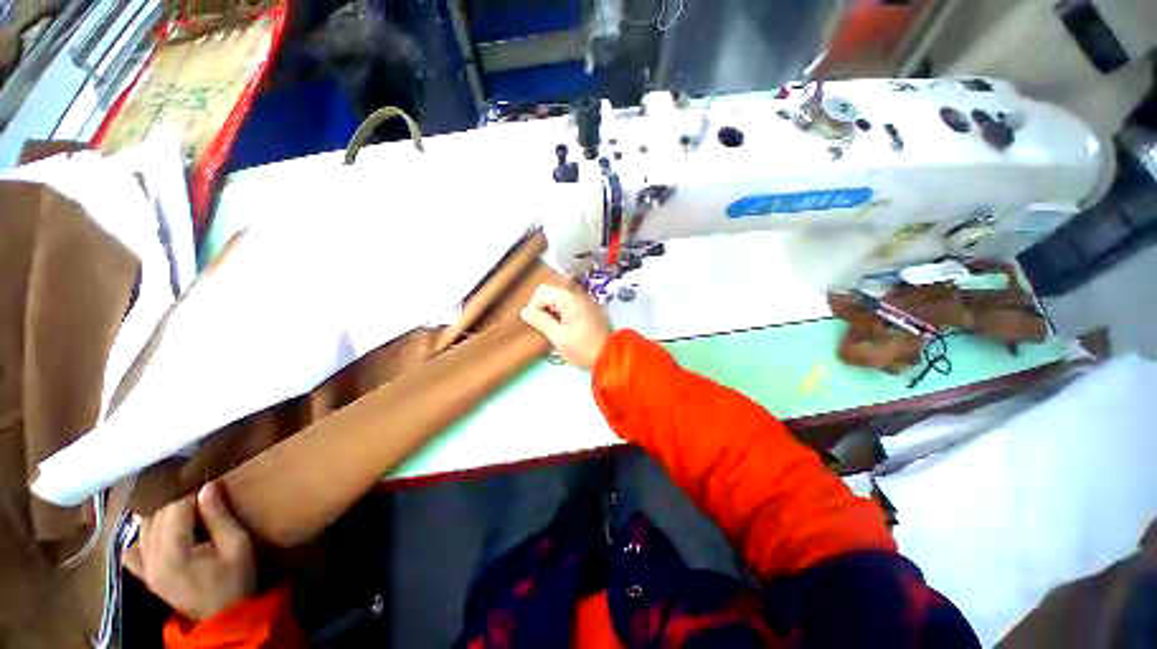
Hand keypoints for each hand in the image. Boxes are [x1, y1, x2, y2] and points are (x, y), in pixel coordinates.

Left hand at [124, 482, 255, 621]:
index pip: (174, 508)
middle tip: (204, 507)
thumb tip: (208, 486)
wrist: (223, 616)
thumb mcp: (237, 545)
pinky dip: (144, 538)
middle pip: (157, 516)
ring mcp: (144, 568)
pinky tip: (159, 536)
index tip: (212, 497)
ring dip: (164, 517)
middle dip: (179, 505)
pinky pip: (133, 550)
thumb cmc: (234, 578)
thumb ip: (220, 517)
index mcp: (173, 552)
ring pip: (144, 528)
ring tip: (187, 520)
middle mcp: (151, 558)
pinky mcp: (144, 576)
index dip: (193, 497)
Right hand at [520, 284, 612, 369]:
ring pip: (559, 303)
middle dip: (543, 311)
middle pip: (551, 295)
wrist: (612, 357)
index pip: (542, 291)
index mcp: (570, 299)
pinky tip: (564, 332)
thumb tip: (524, 311)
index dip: (534, 306)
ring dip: (552, 315)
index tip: (537, 324)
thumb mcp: (559, 337)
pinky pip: (568, 308)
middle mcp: (578, 296)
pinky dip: (561, 317)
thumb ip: (541, 321)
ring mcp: (585, 303)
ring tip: (554, 333)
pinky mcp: (588, 312)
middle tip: (545, 330)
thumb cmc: (585, 348)